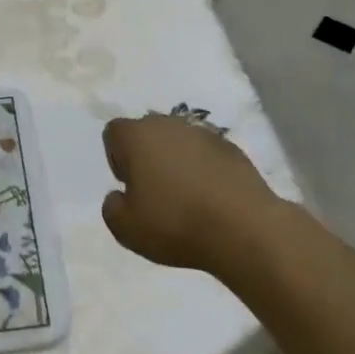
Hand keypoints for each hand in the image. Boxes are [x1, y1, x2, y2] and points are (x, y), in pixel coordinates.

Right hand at [101, 114, 282, 274]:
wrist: (242, 227)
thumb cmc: (175, 223)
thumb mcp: (126, 229)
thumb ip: (111, 208)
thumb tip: (118, 196)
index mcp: (137, 136)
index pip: (114, 133)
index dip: (117, 159)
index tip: (131, 187)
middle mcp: (166, 124)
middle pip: (147, 133)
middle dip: (147, 157)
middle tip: (156, 193)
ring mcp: (201, 132)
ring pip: (178, 141)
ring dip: (177, 161)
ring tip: (187, 197)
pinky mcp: (230, 146)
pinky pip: (206, 153)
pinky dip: (204, 168)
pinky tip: (212, 197)